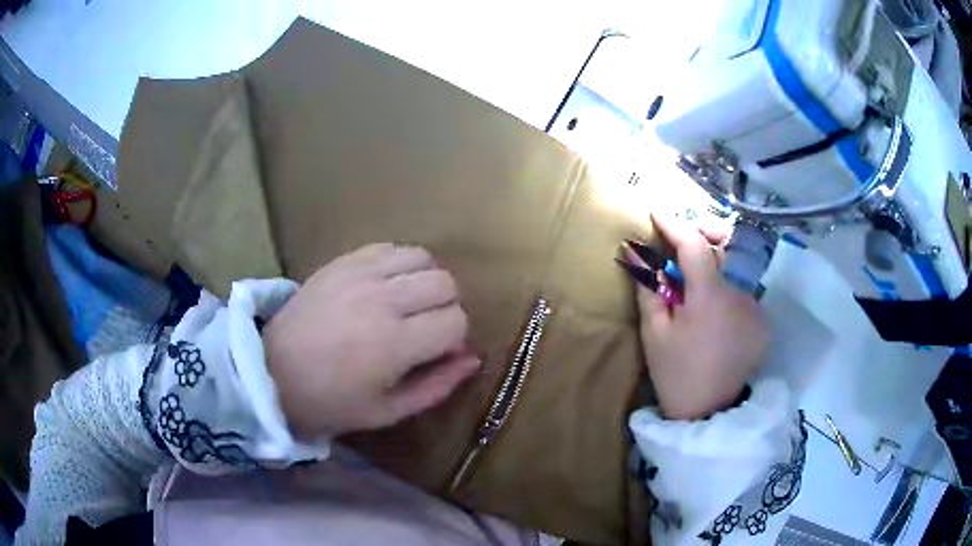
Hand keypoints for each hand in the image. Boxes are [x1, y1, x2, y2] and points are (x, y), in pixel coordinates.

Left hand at [262, 243, 479, 437]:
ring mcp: (359, 274)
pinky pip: (390, 247)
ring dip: (425, 281)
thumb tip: (473, 358)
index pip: (456, 321)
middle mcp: (381, 300)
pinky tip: (387, 286)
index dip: (455, 338)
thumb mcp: (387, 411)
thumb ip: (436, 386)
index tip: (437, 352)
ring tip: (407, 304)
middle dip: (446, 307)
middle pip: (445, 283)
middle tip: (425, 328)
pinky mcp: (342, 261)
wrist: (270, 371)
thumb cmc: (329, 402)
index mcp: (394, 345)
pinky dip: (399, 264)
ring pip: (422, 257)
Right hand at [632, 214, 767, 420]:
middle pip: (728, 243)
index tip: (656, 213)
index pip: (695, 245)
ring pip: (737, 264)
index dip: (674, 225)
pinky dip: (727, 282)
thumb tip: (633, 251)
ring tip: (694, 269)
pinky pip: (744, 287)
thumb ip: (648, 286)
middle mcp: (741, 295)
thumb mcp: (655, 332)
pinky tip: (712, 300)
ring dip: (716, 256)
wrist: (708, 412)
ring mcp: (757, 307)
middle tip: (683, 236)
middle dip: (705, 229)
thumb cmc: (675, 373)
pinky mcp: (763, 320)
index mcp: (711, 298)